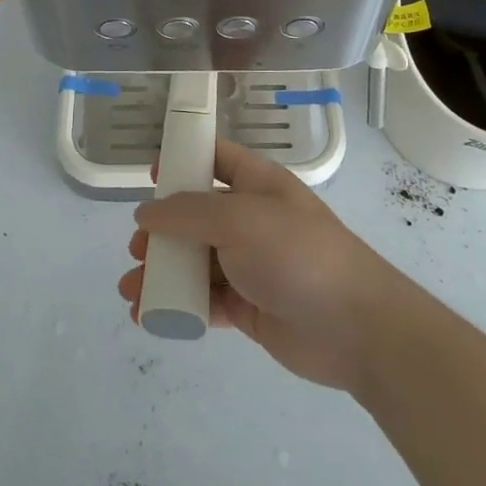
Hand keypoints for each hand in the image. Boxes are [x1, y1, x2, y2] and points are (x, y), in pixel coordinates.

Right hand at [118, 141, 402, 390]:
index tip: (150, 177)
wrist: (354, 326)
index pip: (216, 158)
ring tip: (131, 290)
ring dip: (162, 273)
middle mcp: (252, 220)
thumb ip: (187, 213)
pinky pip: (204, 300)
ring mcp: (250, 265)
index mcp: (257, 184)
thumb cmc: (296, 253)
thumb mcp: (238, 219)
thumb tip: (145, 214)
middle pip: (196, 216)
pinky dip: (177, 306)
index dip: (183, 161)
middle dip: (161, 231)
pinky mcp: (249, 306)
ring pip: (195, 262)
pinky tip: (149, 316)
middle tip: (137, 249)